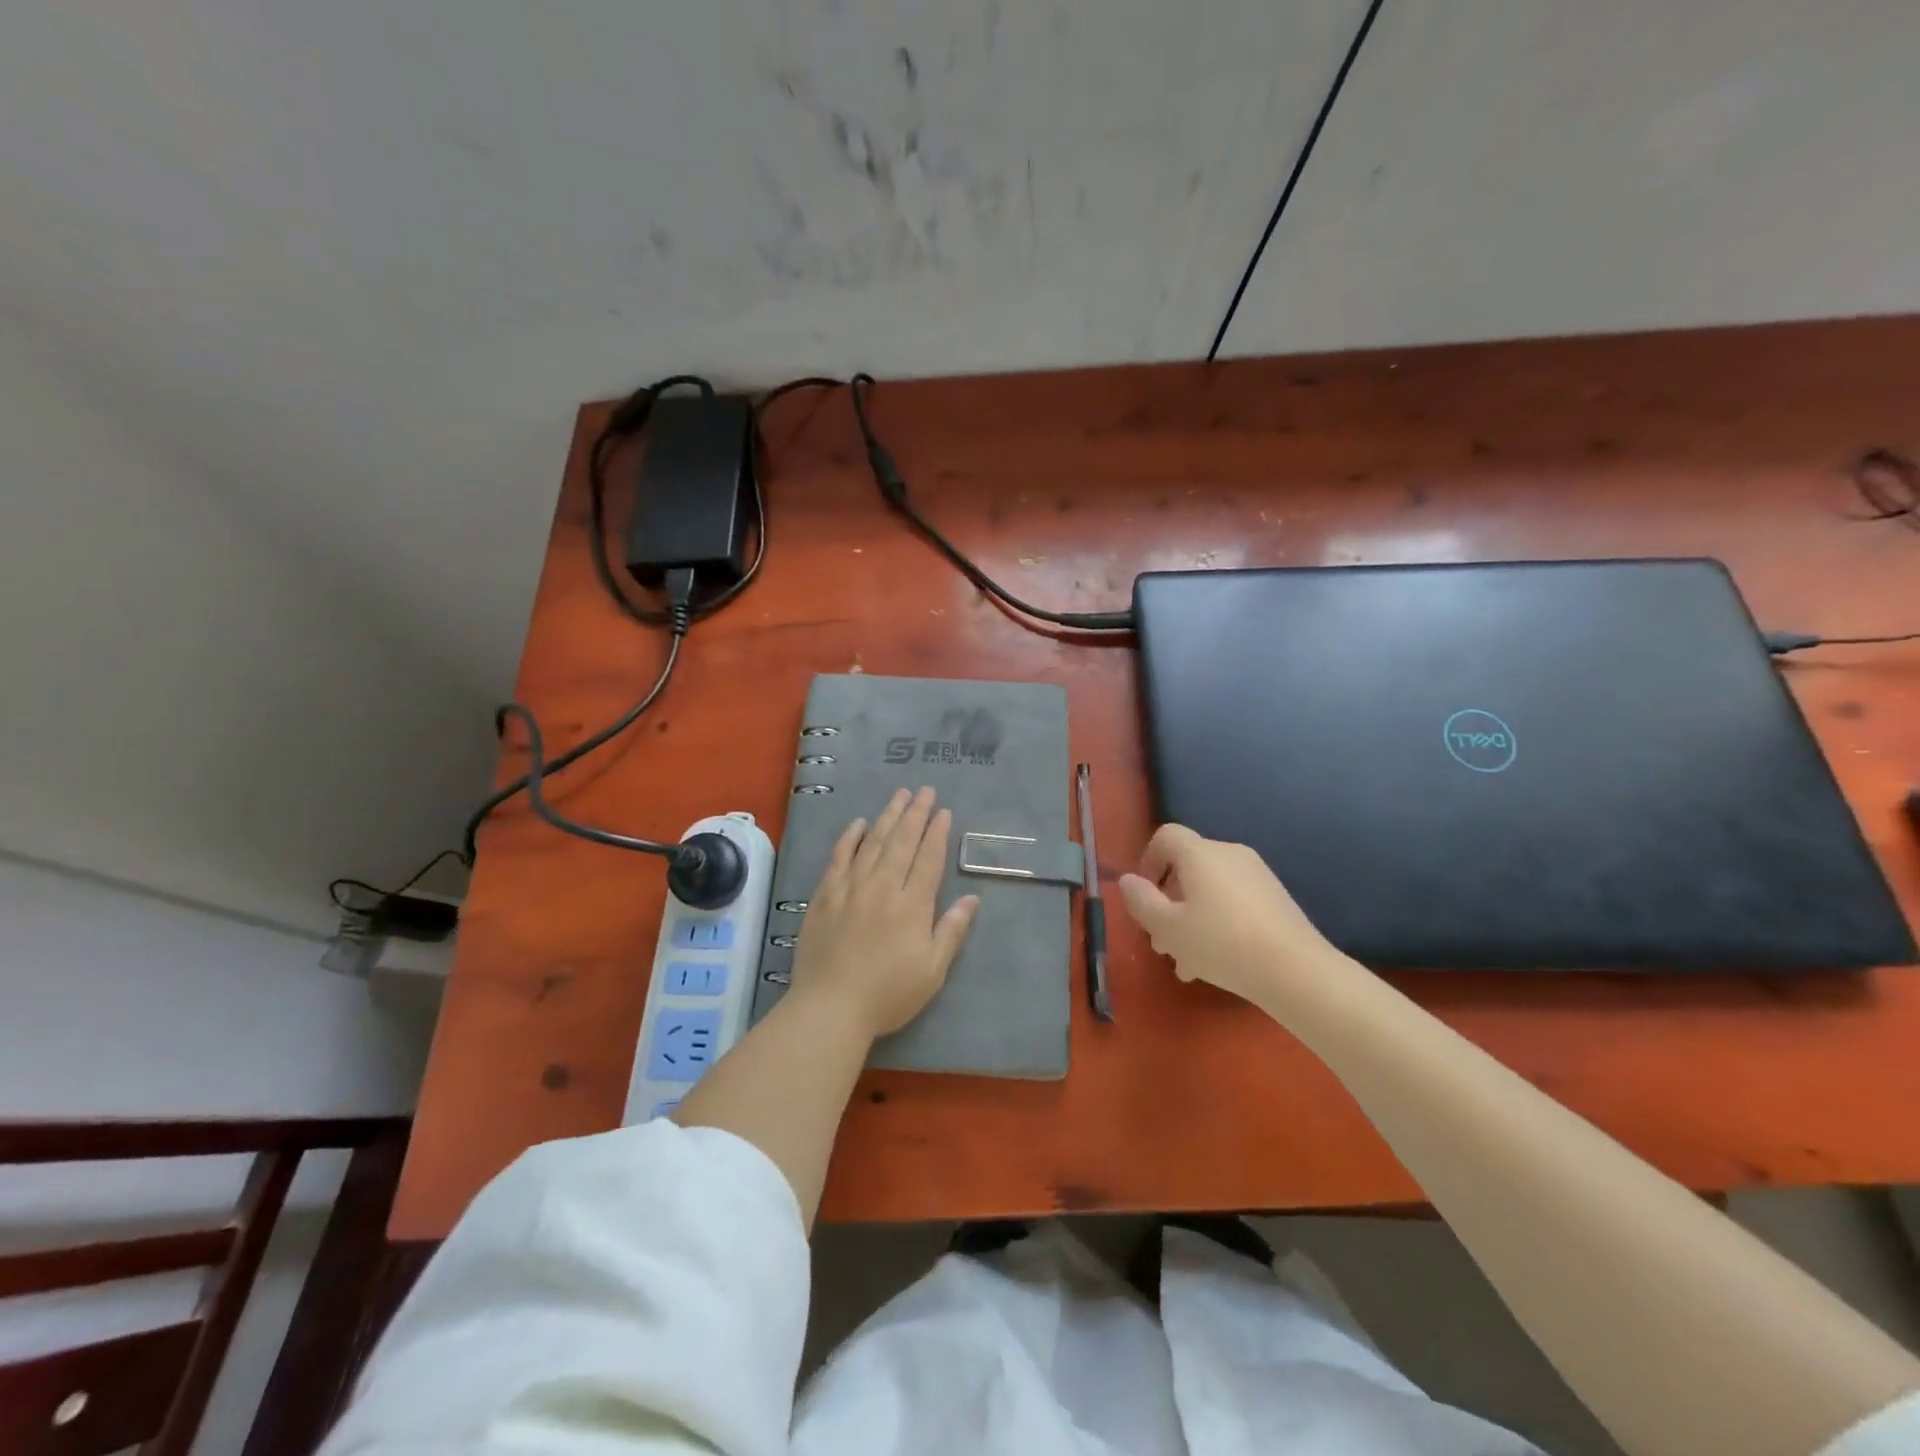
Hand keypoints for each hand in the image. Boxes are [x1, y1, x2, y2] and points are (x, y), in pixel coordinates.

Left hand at [789, 787, 980, 1040]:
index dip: (937, 833)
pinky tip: (859, 823)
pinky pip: (839, 857)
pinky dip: (850, 837)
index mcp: (912, 905)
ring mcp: (850, 888)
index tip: (943, 811)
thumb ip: (952, 931)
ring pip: (873, 842)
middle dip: (916, 813)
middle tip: (924, 790)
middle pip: (902, 842)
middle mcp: (882, 887)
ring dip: (888, 816)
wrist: (830, 1008)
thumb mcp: (932, 971)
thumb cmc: (888, 995)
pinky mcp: (825, 895)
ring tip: (899, 795)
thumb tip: (972, 899)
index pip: (928, 859)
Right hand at [1116, 823, 1345, 1005]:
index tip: (1145, 896)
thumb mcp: (1168, 928)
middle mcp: (1229, 854)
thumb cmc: (1222, 944)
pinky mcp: (1275, 897)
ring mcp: (1257, 875)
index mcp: (1200, 854)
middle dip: (1169, 901)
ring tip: (1186, 962)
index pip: (1166, 836)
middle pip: (1187, 867)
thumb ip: (1141, 901)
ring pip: (1210, 889)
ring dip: (1191, 918)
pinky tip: (1216, 962)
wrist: (1297, 971)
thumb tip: (1128, 880)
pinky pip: (1233, 901)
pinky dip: (1218, 921)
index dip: (1148, 860)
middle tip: (1162, 942)